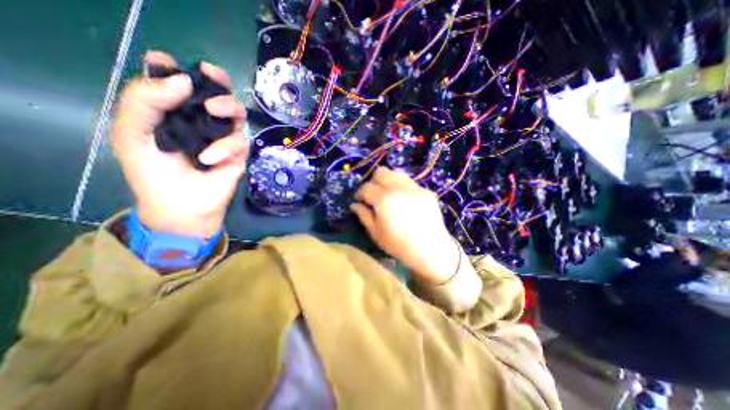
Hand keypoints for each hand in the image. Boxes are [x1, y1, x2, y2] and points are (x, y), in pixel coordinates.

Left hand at [110, 50, 247, 236]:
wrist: (181, 205)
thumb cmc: (153, 172)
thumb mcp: (133, 134)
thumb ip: (145, 101)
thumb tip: (184, 80)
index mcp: (173, 112)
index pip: (178, 83)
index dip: (177, 69)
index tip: (172, 64)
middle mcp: (201, 121)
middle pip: (217, 92)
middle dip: (218, 81)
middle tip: (212, 74)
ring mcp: (223, 137)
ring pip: (237, 113)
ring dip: (228, 107)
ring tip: (215, 112)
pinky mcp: (238, 154)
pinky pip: (239, 141)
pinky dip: (225, 147)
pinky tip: (209, 160)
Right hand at [350, 166, 457, 281]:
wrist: (430, 250)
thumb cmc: (398, 245)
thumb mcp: (376, 232)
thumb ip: (364, 215)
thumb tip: (355, 204)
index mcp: (383, 199)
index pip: (366, 187)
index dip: (360, 193)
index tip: (361, 201)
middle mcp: (398, 188)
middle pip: (381, 172)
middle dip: (374, 182)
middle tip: (374, 195)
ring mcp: (415, 188)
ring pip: (396, 173)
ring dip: (388, 181)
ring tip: (389, 195)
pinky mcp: (426, 191)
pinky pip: (410, 183)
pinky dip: (402, 187)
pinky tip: (405, 201)